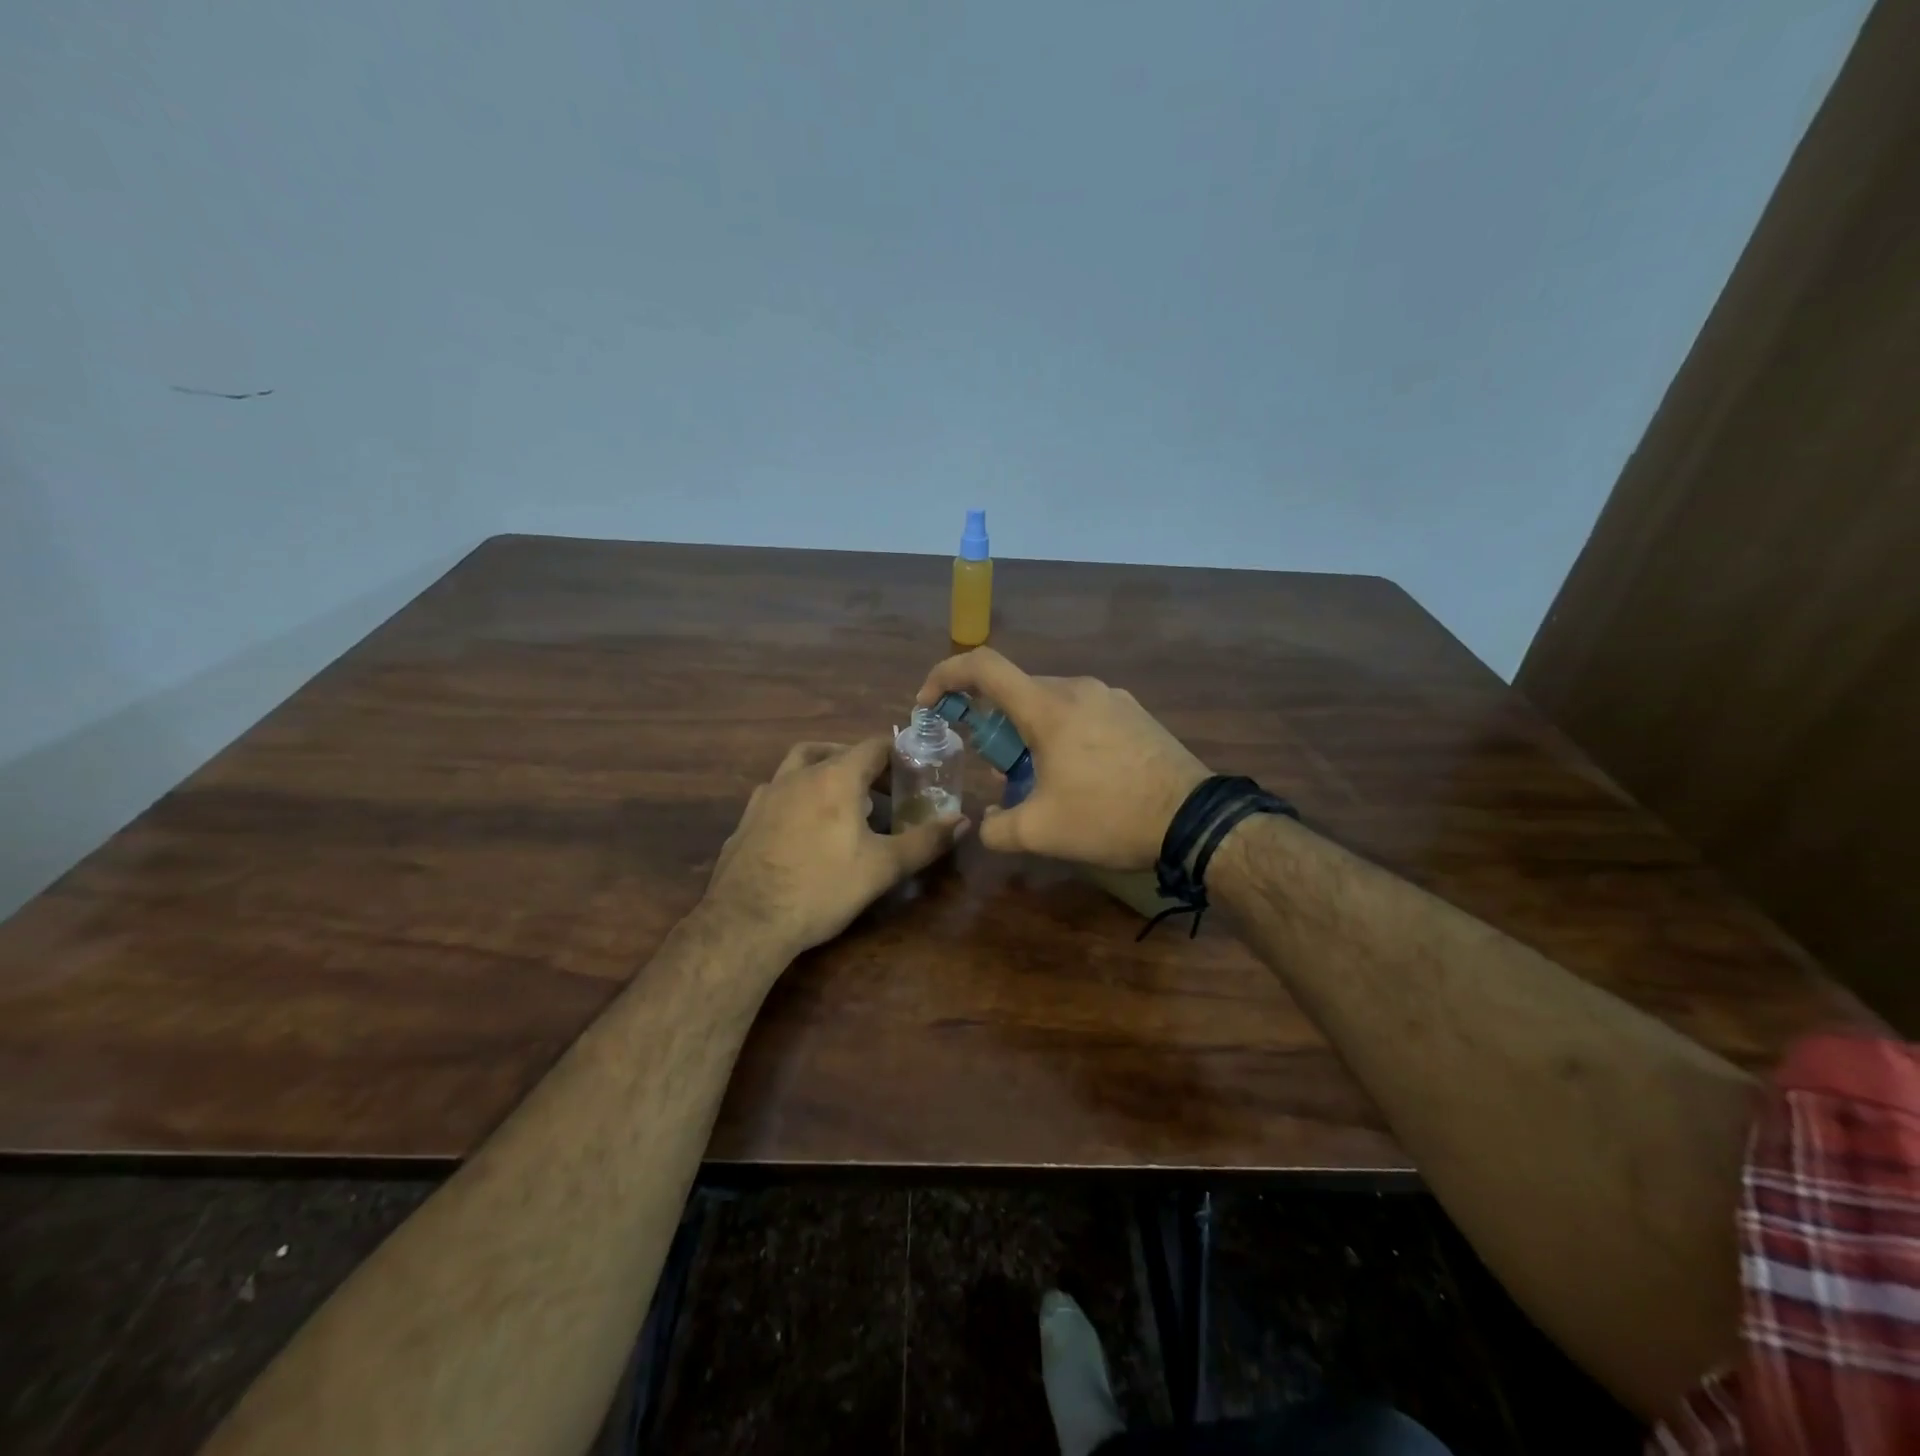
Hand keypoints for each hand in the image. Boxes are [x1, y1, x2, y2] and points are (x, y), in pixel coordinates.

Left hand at [703, 738, 967, 959]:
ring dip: (825, 772)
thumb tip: (963, 821)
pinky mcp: (746, 819)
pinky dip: (798, 797)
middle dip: (863, 764)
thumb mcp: (883, 867)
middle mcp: (798, 775)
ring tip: (843, 802)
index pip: (873, 746)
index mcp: (835, 777)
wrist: (747, 921)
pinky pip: (778, 793)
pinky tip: (804, 828)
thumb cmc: (822, 888)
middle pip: (835, 752)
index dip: (898, 753)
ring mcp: (766, 795)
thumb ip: (925, 841)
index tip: (914, 770)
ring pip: (799, 766)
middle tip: (883, 790)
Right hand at [915, 648, 1207, 870]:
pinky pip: (1083, 711)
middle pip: (1017, 690)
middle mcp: (1078, 688)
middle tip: (996, 766)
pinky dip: (1063, 732)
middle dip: (993, 722)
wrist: (1193, 819)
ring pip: (1051, 702)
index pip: (983, 666)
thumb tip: (986, 823)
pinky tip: (1080, 773)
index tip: (929, 703)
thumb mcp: (1041, 833)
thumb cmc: (1109, 816)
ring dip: (1030, 731)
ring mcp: (1111, 696)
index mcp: (1048, 707)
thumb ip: (997, 828)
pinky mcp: (1134, 712)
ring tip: (1041, 777)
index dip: (945, 675)